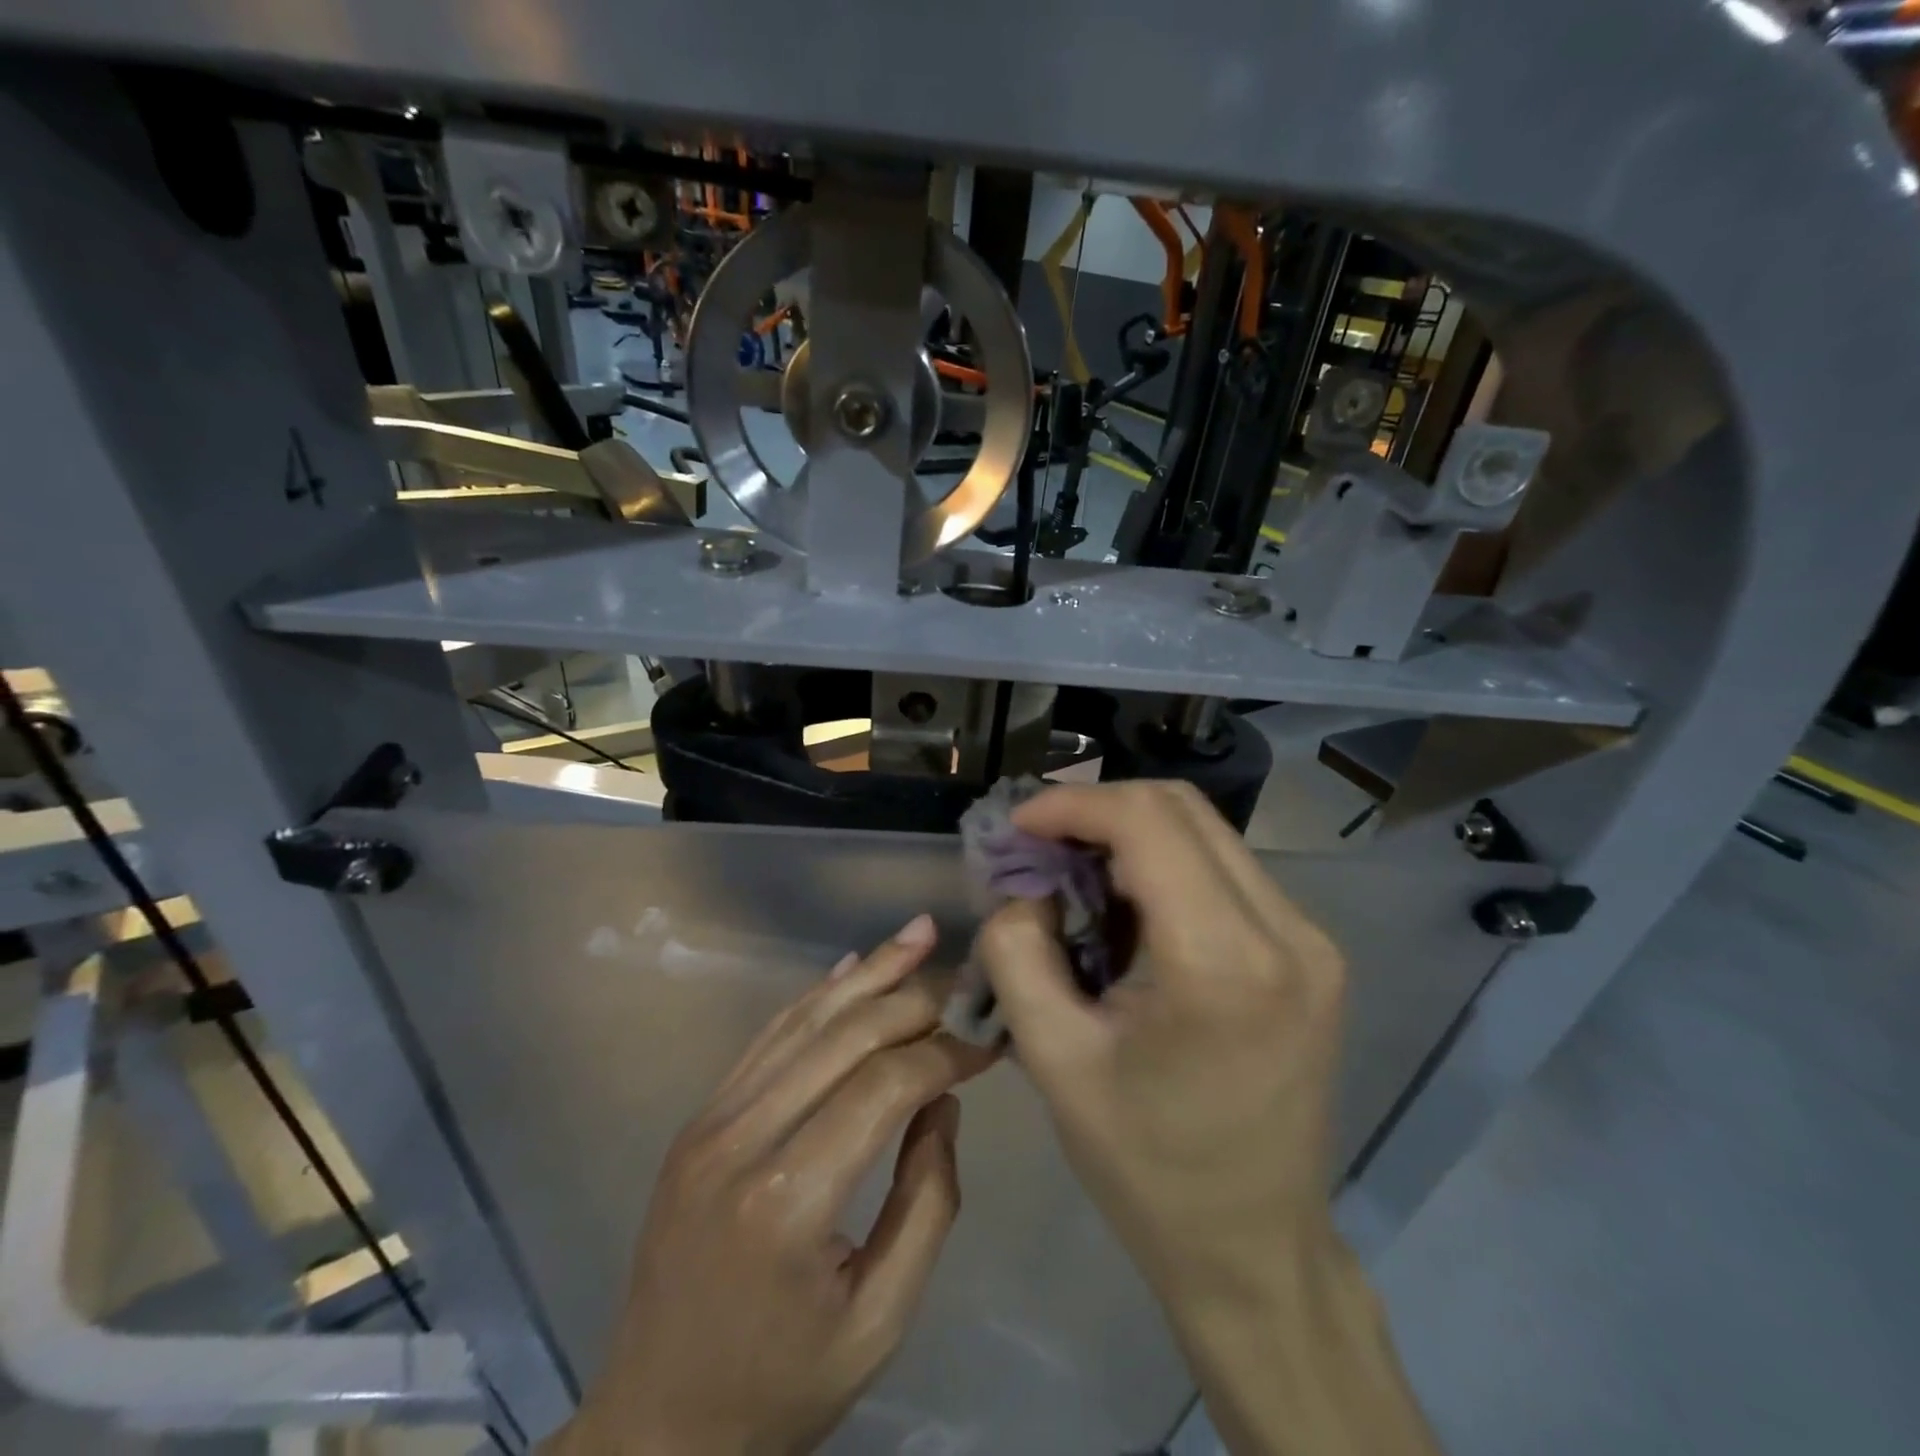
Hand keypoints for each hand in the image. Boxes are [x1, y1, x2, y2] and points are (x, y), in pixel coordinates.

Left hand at [548, 916, 992, 1455]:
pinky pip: (766, 1038)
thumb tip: (943, 1100)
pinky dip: (815, 997)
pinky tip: (852, 967)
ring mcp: (710, 1121)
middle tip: (966, 982)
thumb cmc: (780, 1388)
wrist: (656, 1427)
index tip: (989, 1043)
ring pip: (804, 1020)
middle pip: (845, 1036)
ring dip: (868, 973)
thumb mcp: (880, 1320)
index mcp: (788, 1200)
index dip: (945, 1053)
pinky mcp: (698, 1119)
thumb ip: (927, 1201)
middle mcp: (741, 1140)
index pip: (885, 1086)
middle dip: (915, 1000)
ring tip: (918, 934)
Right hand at [975, 781, 1346, 1295]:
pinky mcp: (1311, 951)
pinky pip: (1226, 868)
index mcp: (1224, 964)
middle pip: (1180, 808)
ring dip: (1129, 833)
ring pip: (1205, 830)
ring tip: (1073, 871)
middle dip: (1097, 810)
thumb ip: (1017, 951)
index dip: (1072, 804)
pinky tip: (1126, 904)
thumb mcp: (1053, 1059)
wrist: (1254, 1246)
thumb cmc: (1146, 1165)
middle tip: (1039, 845)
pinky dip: (1164, 863)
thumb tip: (1024, 885)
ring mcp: (1310, 938)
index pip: (1147, 822)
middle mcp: (1287, 932)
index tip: (1017, 826)